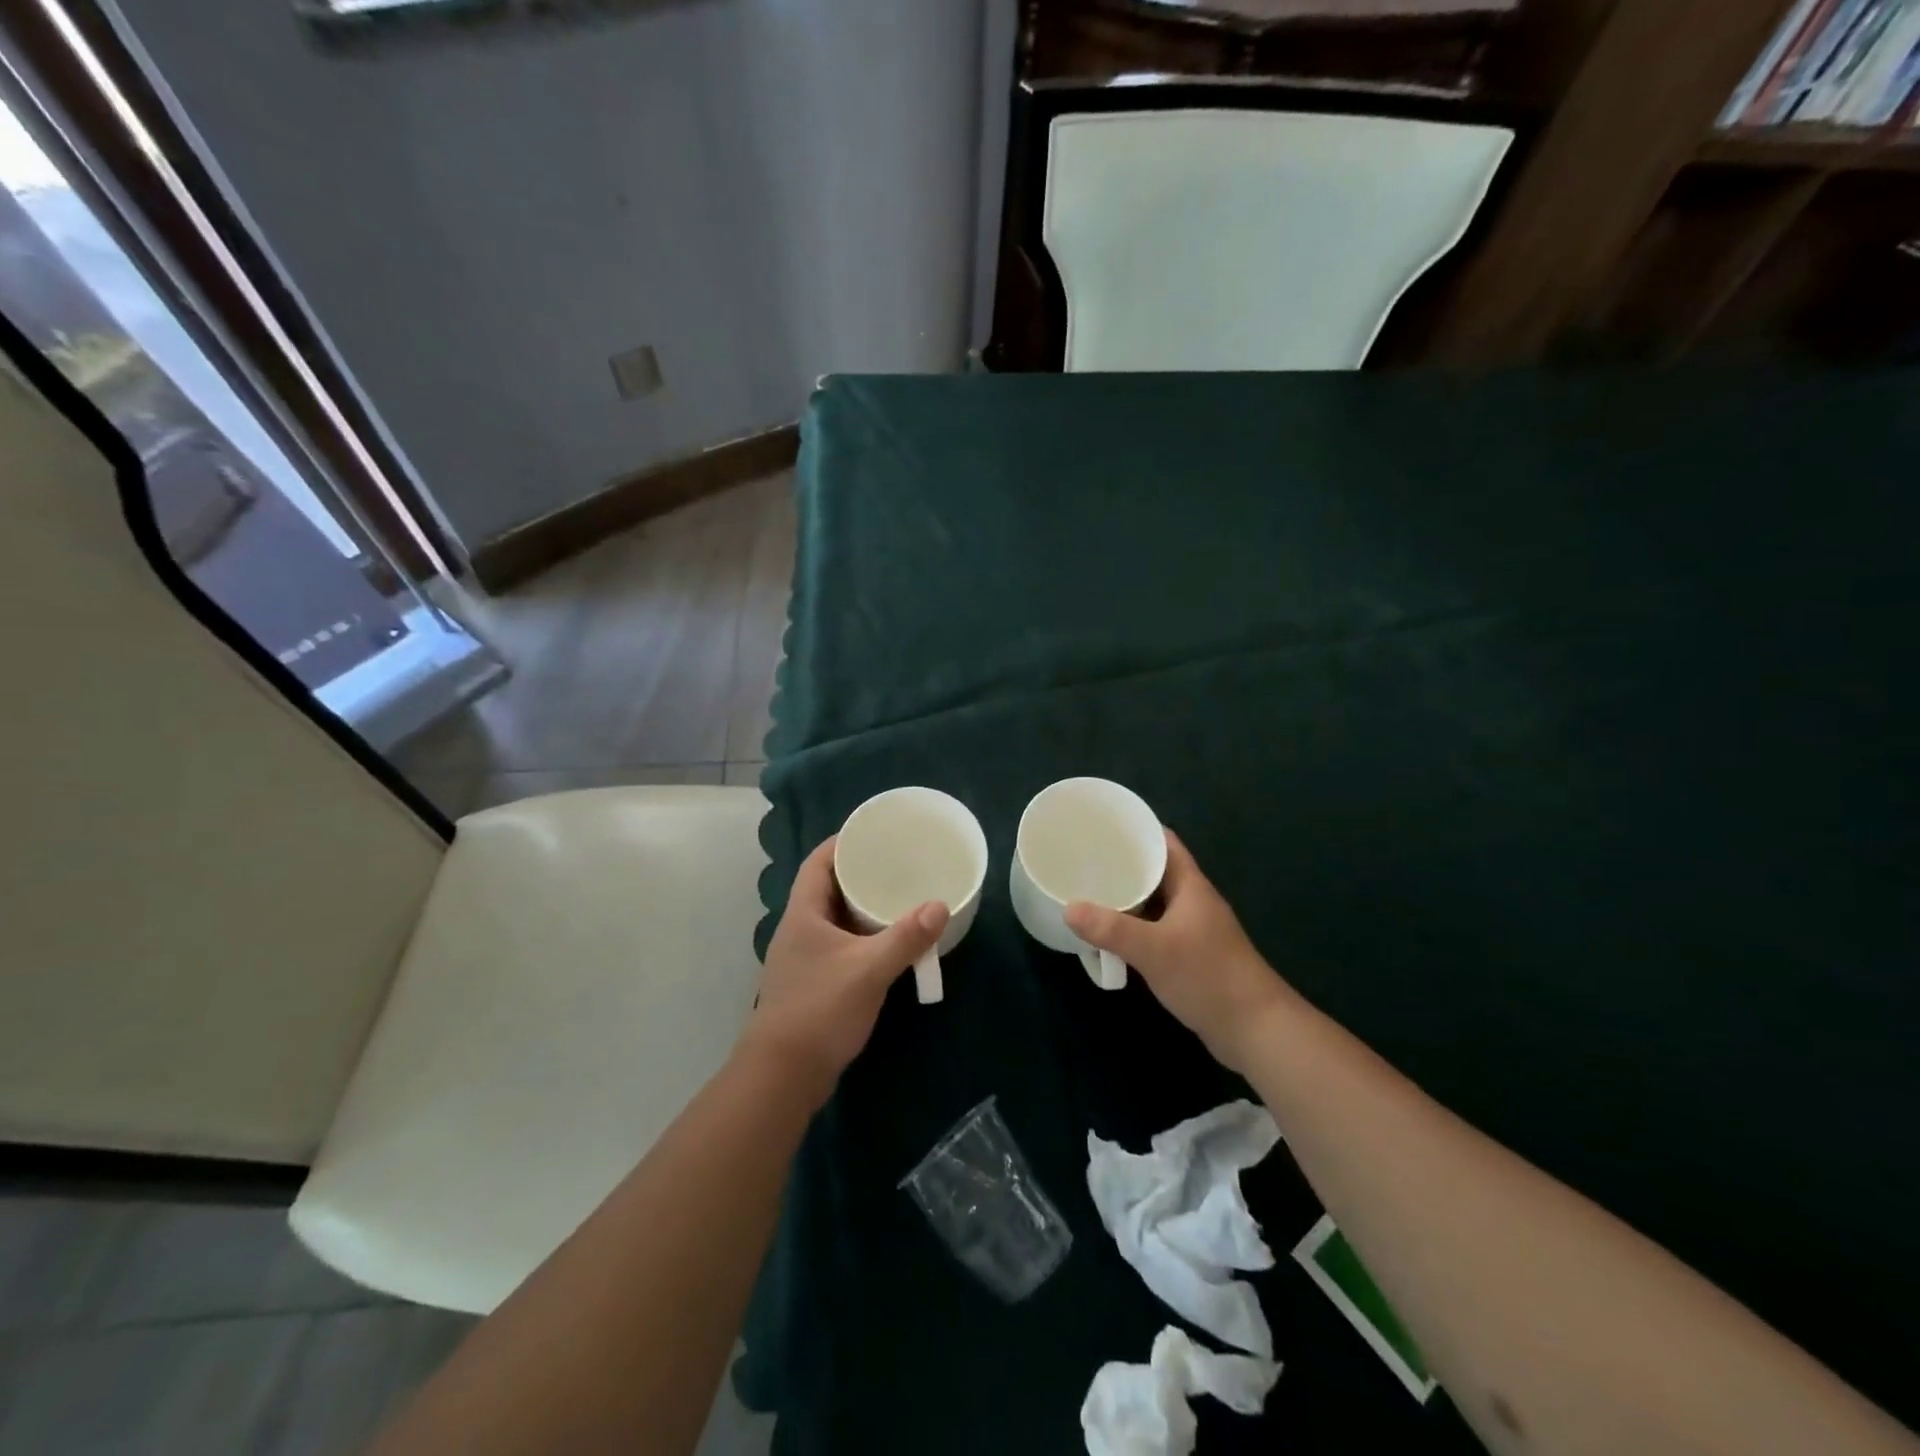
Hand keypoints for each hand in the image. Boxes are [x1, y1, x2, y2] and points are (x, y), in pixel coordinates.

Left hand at [741, 836, 948, 1106]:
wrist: (783, 1074)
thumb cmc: (820, 1010)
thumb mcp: (869, 969)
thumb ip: (906, 937)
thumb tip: (940, 905)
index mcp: (803, 914)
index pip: (818, 863)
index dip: (842, 843)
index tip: (873, 833)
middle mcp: (799, 929)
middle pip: (827, 888)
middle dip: (859, 874)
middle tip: (896, 864)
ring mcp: (804, 958)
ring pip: (835, 919)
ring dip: (862, 908)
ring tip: (898, 898)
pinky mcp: (813, 983)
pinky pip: (840, 945)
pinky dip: (863, 937)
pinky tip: (888, 944)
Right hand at [1066, 830, 1296, 1074]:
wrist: (1255, 1030)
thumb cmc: (1209, 977)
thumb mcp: (1154, 950)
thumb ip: (1111, 929)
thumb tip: (1068, 908)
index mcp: (1191, 886)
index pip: (1163, 842)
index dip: (1135, 829)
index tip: (1101, 825)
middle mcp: (1193, 901)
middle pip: (1155, 871)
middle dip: (1123, 864)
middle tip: (1084, 859)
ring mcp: (1194, 929)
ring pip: (1154, 902)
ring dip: (1127, 897)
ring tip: (1089, 891)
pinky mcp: (1191, 955)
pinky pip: (1155, 928)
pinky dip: (1134, 926)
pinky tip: (1111, 933)